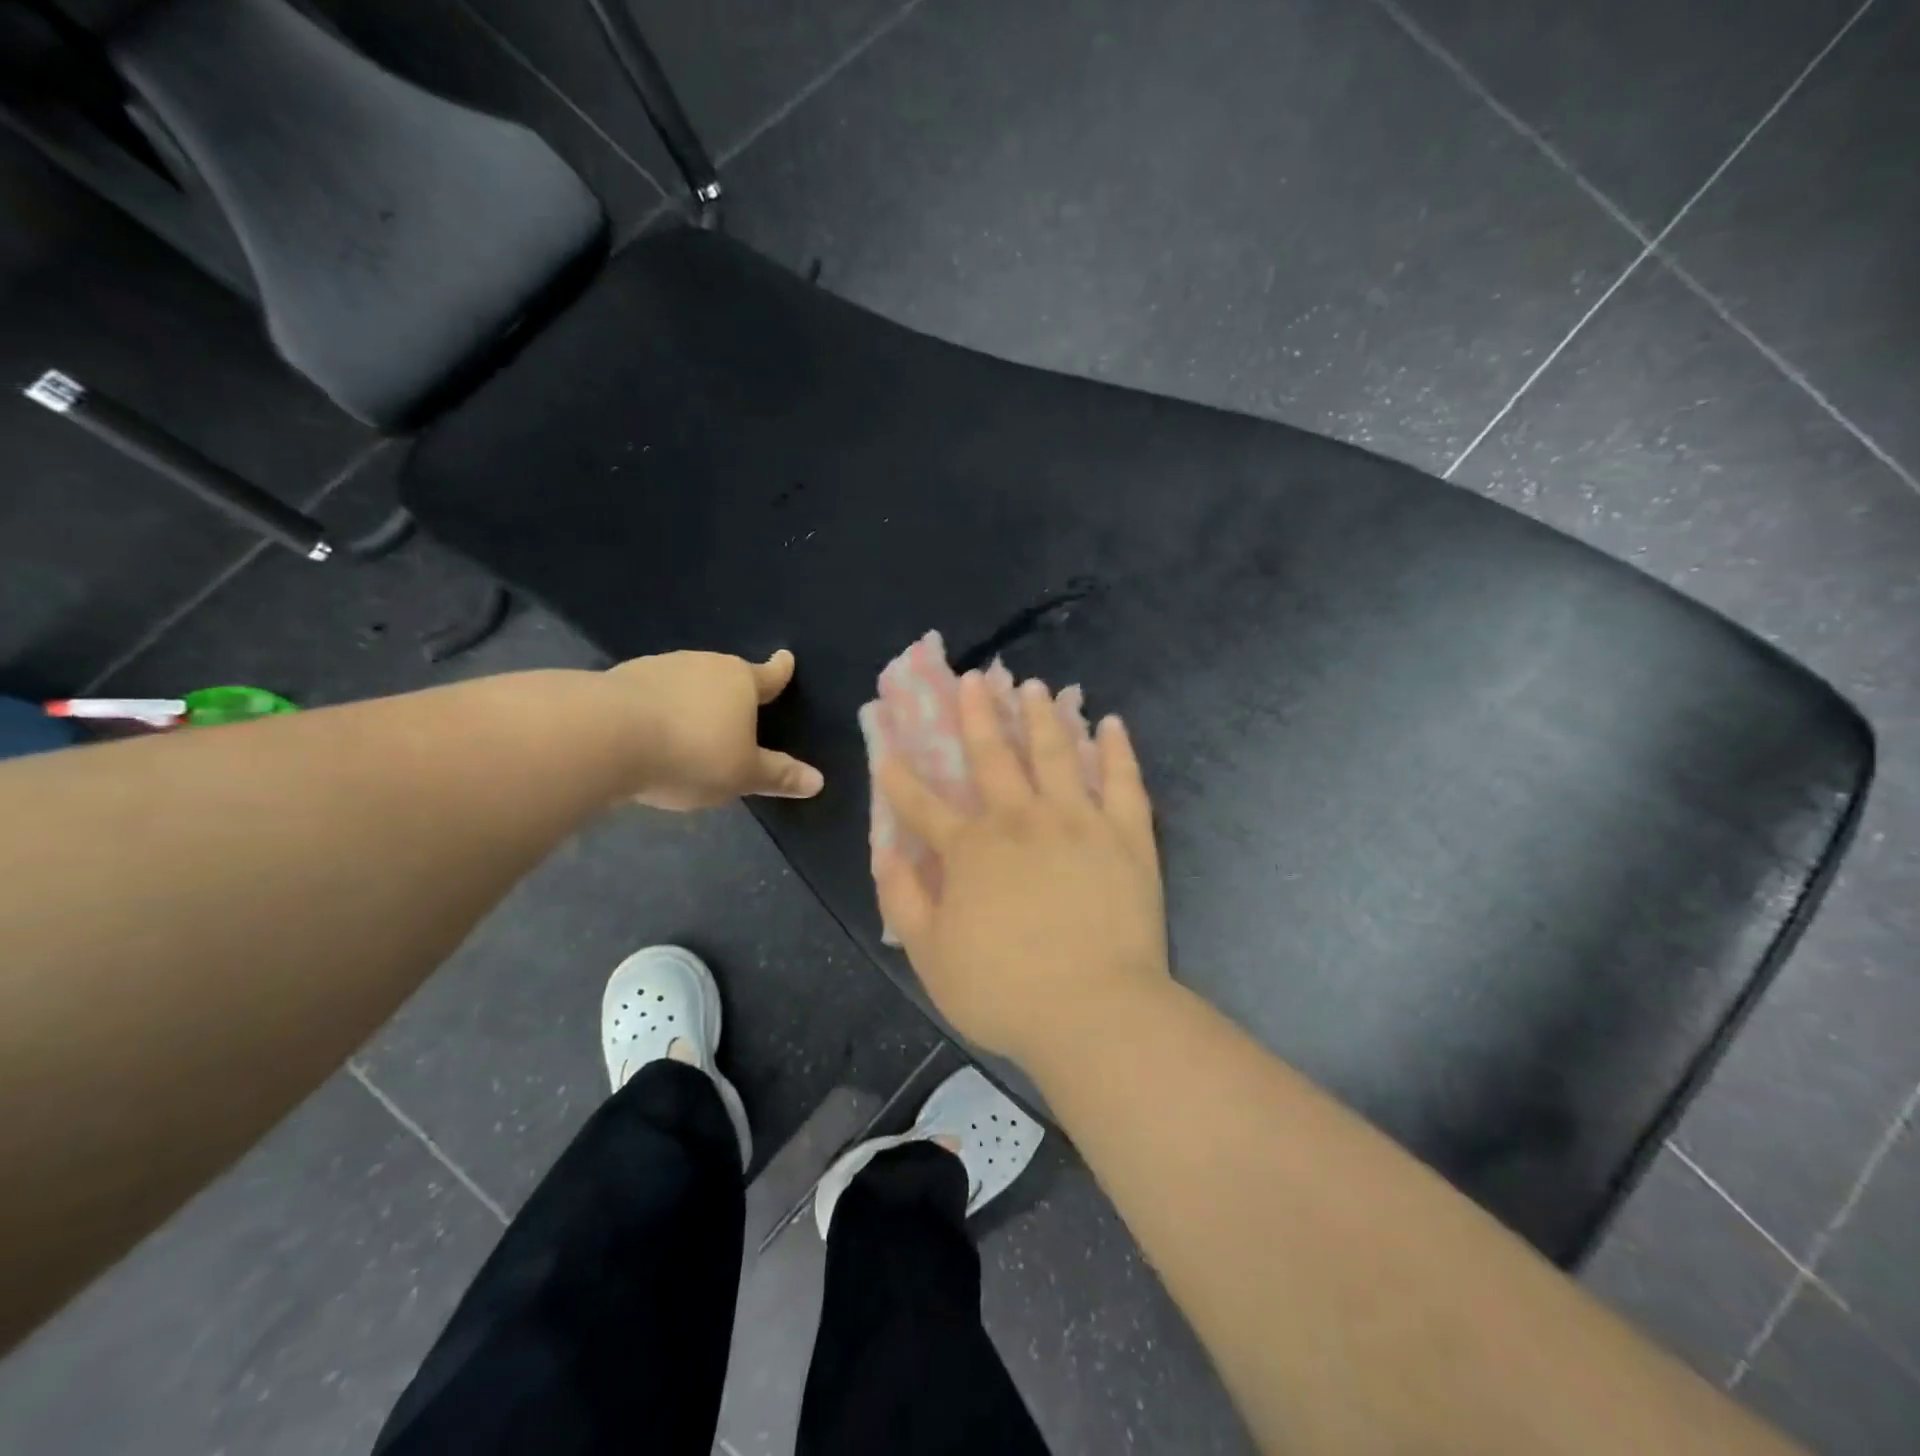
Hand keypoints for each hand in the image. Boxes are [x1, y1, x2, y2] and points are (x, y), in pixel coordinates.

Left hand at [605, 649, 823, 810]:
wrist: (603, 736)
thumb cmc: (692, 752)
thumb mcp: (742, 774)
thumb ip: (778, 776)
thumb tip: (818, 781)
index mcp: (740, 681)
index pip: (768, 675)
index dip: (780, 671)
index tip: (786, 658)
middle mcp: (702, 664)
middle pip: (725, 675)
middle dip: (731, 692)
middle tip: (735, 714)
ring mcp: (658, 667)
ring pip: (686, 682)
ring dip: (691, 700)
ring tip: (689, 729)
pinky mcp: (619, 680)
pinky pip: (651, 694)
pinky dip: (657, 709)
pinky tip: (650, 732)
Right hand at [872, 671, 1169, 1069]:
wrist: (1094, 1011)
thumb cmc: (1003, 990)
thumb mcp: (930, 955)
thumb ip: (903, 898)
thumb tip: (885, 851)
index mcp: (971, 849)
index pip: (923, 804)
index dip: (899, 777)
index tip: (887, 749)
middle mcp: (1021, 819)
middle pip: (994, 755)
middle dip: (978, 714)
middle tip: (974, 679)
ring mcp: (1077, 821)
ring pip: (1056, 753)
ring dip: (1042, 716)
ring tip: (1034, 686)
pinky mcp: (1125, 834)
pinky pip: (1122, 781)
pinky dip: (1116, 749)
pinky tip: (1109, 723)